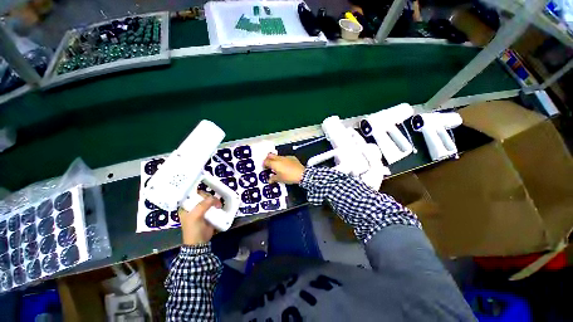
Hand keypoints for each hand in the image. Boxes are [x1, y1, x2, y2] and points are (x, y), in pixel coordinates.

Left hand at [179, 192, 221, 245]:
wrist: (200, 243)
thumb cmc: (193, 229)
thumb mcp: (195, 216)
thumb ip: (203, 205)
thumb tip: (214, 198)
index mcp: (186, 206)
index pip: (193, 194)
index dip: (200, 193)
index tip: (208, 195)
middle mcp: (194, 207)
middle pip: (203, 196)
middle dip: (210, 197)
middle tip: (215, 202)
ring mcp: (202, 210)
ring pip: (209, 200)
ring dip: (215, 201)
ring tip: (218, 205)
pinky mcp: (209, 213)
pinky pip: (214, 206)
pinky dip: (217, 205)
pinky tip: (220, 206)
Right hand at [263, 153, 304, 183]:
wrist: (302, 174)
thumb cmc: (289, 177)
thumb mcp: (280, 179)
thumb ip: (273, 178)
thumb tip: (269, 180)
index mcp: (274, 163)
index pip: (266, 161)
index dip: (264, 164)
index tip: (265, 168)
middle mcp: (279, 158)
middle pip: (270, 155)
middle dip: (268, 159)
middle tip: (269, 165)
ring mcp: (286, 157)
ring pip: (278, 156)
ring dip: (276, 160)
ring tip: (278, 166)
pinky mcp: (292, 157)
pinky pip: (285, 158)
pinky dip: (283, 161)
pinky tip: (286, 166)